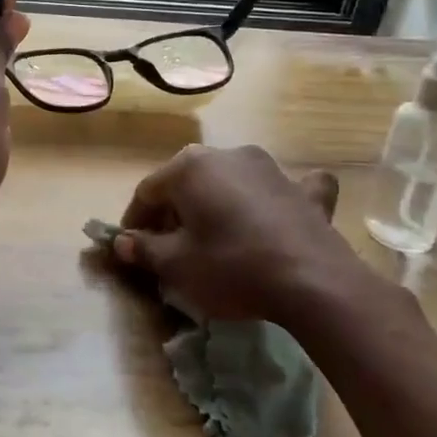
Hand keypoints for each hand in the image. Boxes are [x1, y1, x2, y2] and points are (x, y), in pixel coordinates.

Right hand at [114, 144, 405, 330]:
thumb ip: (145, 249)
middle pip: (188, 182)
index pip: (147, 191)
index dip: (135, 220)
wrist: (313, 281)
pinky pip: (282, 187)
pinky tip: (281, 208)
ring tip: (215, 235)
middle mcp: (226, 155)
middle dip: (174, 210)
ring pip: (231, 181)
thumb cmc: (231, 267)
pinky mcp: (304, 189)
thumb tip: (122, 242)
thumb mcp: (177, 266)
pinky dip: (275, 196)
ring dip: (218, 202)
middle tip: (169, 245)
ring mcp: (269, 167)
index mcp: (189, 168)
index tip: (131, 246)